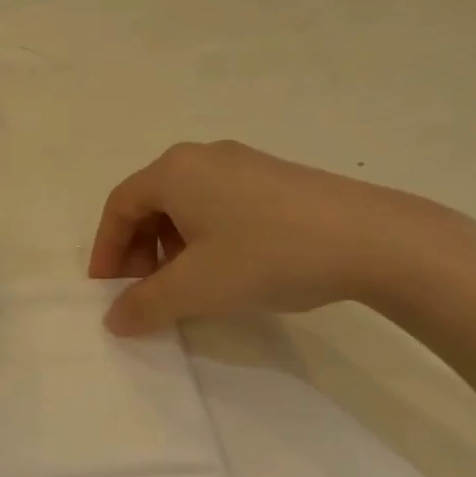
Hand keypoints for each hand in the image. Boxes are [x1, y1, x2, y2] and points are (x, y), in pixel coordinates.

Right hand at [87, 141, 470, 334]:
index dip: (105, 250)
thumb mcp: (196, 288)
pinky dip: (204, 237)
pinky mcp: (274, 178)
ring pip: (186, 205)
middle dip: (137, 250)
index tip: (106, 291)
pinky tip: (225, 269)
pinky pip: (218, 204)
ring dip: (170, 247)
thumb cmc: (266, 255)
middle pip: (150, 202)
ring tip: (184, 286)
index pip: (119, 206)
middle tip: (141, 292)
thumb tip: (113, 319)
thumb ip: (145, 304)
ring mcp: (242, 163)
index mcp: (174, 171)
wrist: (370, 238)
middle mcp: (202, 157)